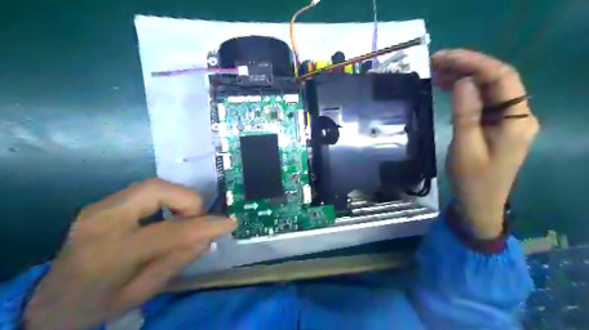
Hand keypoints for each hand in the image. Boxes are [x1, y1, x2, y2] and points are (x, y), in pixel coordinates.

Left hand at [25, 179, 235, 328]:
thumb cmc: (96, 305)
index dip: (205, 225)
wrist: (46, 303)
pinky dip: (164, 200)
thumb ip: (177, 261)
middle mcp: (103, 220)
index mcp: (111, 252)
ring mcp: (99, 207)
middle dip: (187, 201)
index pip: (170, 231)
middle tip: (195, 222)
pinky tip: (164, 219)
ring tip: (181, 222)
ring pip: (153, 185)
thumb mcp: (141, 293)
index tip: (230, 223)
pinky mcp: (102, 204)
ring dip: (176, 199)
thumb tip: (206, 237)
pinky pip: (145, 192)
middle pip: (157, 189)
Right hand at [431, 49, 536, 239]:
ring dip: (464, 78)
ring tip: (436, 72)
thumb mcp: (466, 148)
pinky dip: (465, 93)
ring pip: (488, 90)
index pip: (502, 78)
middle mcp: (518, 115)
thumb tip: (464, 82)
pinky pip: (482, 102)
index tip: (445, 58)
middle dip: (466, 67)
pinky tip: (447, 88)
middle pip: (496, 81)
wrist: (479, 205)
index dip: (474, 63)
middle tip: (435, 63)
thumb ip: (466, 114)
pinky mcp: (495, 126)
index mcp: (517, 121)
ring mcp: (507, 121)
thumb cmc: (473, 181)